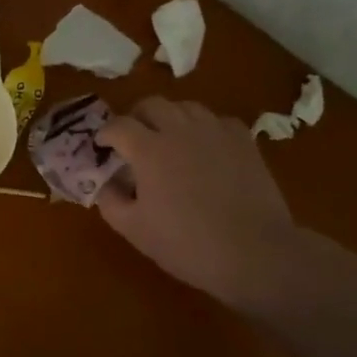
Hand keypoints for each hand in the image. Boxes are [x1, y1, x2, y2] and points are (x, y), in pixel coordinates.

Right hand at [97, 96, 301, 307]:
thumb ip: (109, 200)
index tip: (102, 146)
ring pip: (185, 106)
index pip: (118, 125)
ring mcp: (215, 131)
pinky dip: (204, 127)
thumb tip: (105, 182)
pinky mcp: (243, 141)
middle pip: (152, 104)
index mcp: (149, 149)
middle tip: (133, 139)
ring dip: (170, 117)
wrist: (255, 253)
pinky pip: (217, 120)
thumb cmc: (187, 244)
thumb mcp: (134, 229)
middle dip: (136, 117)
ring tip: (168, 139)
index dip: (105, 133)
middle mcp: (180, 130)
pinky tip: (205, 147)